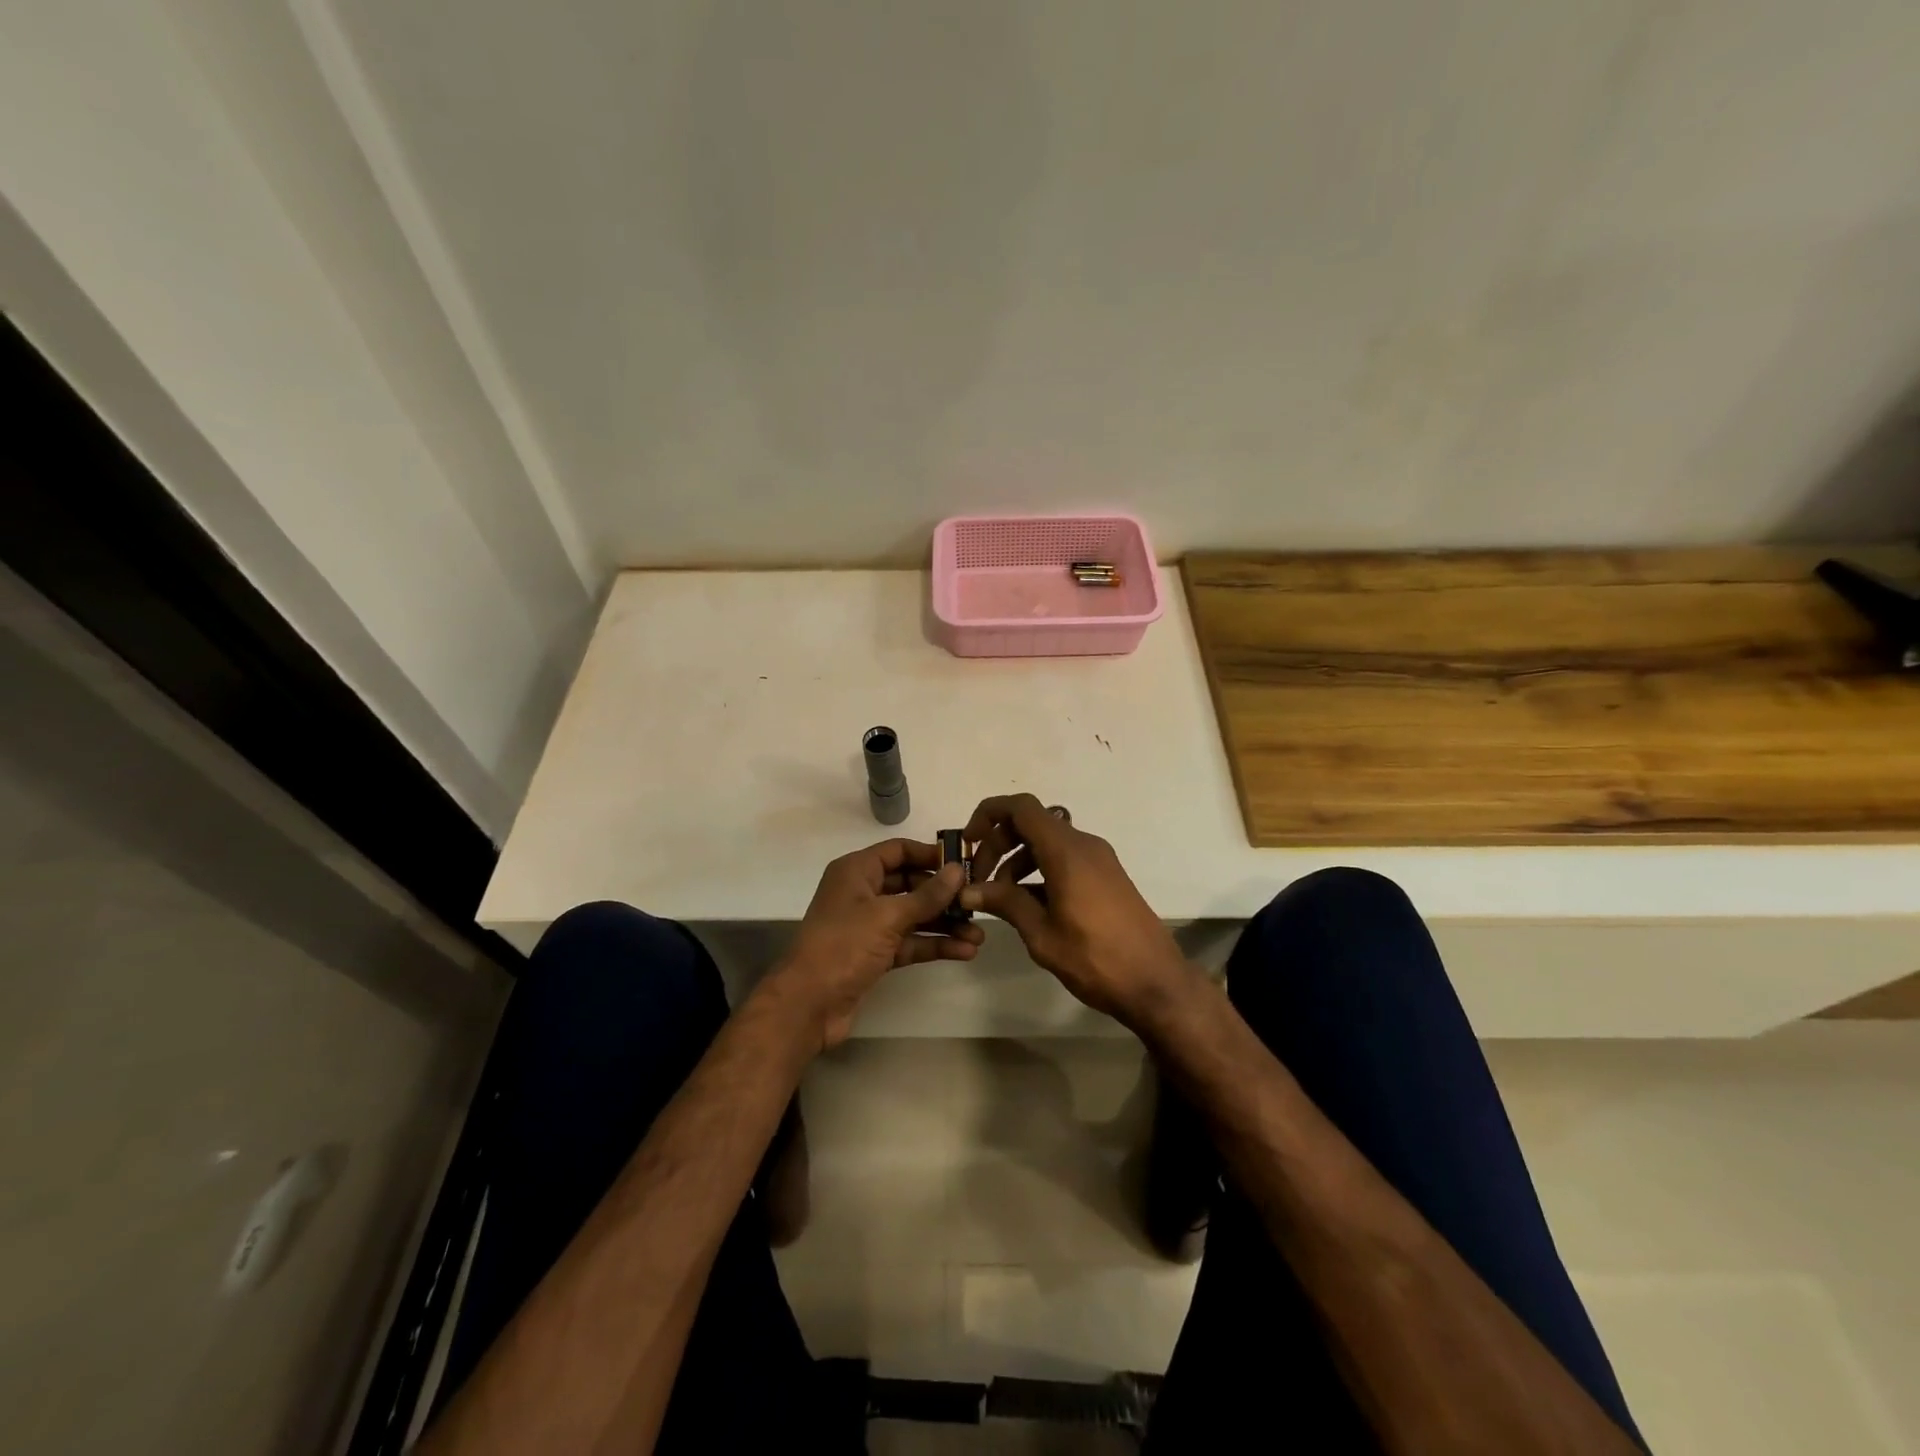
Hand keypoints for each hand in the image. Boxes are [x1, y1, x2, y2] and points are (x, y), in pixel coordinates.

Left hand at [769, 838, 982, 1050]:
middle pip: (910, 884)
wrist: (809, 1004)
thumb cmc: (844, 946)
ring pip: (913, 916)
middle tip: (977, 901)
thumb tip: (958, 870)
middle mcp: (862, 893)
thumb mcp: (888, 915)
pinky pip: (910, 942)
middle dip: (943, 895)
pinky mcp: (875, 955)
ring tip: (979, 934)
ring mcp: (868, 926)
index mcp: (857, 871)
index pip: (898, 851)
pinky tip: (964, 952)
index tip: (965, 863)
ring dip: (944, 924)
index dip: (931, 854)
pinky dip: (933, 945)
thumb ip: (927, 895)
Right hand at [959, 794, 1191, 1030]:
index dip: (989, 815)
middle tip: (979, 881)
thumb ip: (1005, 904)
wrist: (1156, 982)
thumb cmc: (1096, 959)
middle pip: (1032, 824)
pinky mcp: (1106, 875)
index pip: (1021, 808)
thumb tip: (969, 890)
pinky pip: (1065, 858)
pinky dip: (1040, 871)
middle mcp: (1084, 845)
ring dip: (1018, 862)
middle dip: (999, 845)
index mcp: (1067, 851)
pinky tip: (1029, 906)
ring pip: (1047, 842)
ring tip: (1001, 900)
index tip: (969, 844)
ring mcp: (1099, 859)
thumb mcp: (1042, 934)